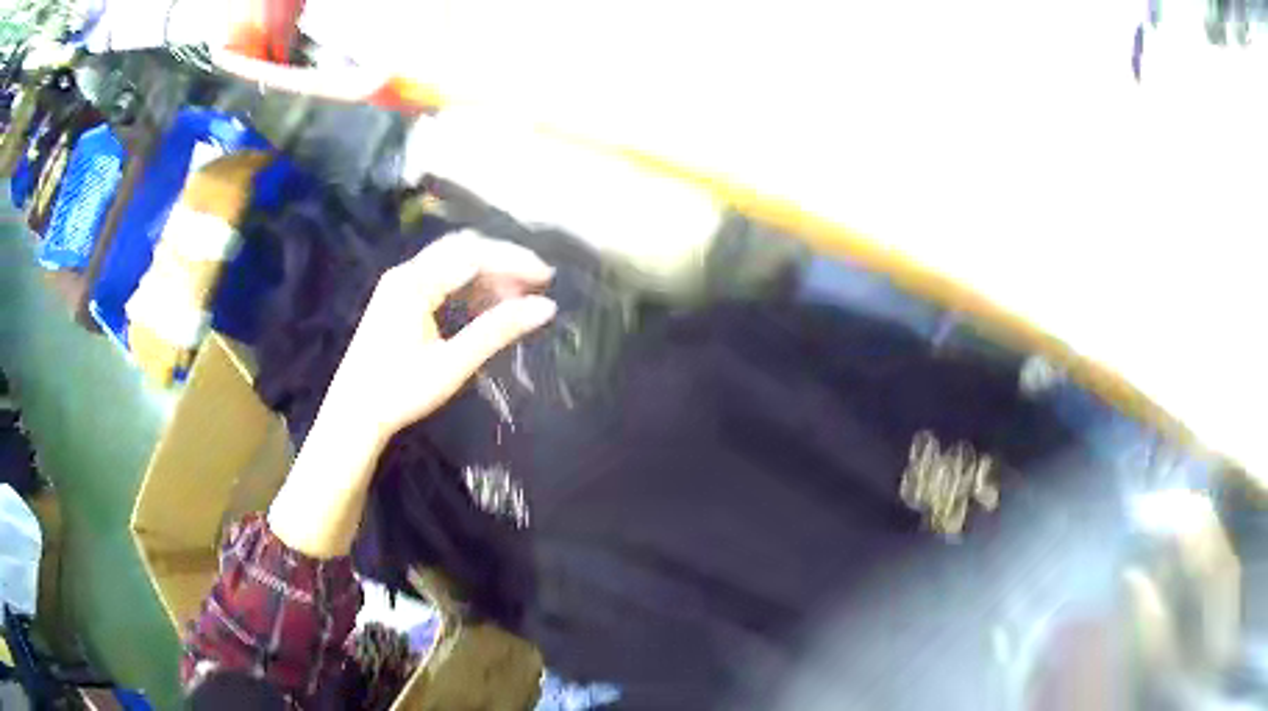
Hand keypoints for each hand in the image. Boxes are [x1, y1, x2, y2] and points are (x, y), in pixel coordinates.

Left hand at [324, 230, 557, 447]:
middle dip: (503, 260)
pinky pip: (441, 277)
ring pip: (452, 262)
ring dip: (487, 272)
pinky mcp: (399, 298)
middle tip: (537, 282)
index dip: (514, 261)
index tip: (547, 277)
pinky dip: (469, 285)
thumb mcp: (452, 364)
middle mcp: (406, 273)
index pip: (473, 255)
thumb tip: (545, 308)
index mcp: (414, 283)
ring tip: (518, 296)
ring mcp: (400, 284)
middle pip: (463, 248)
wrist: (353, 414)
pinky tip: (487, 304)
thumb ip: (497, 331)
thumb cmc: (400, 392)